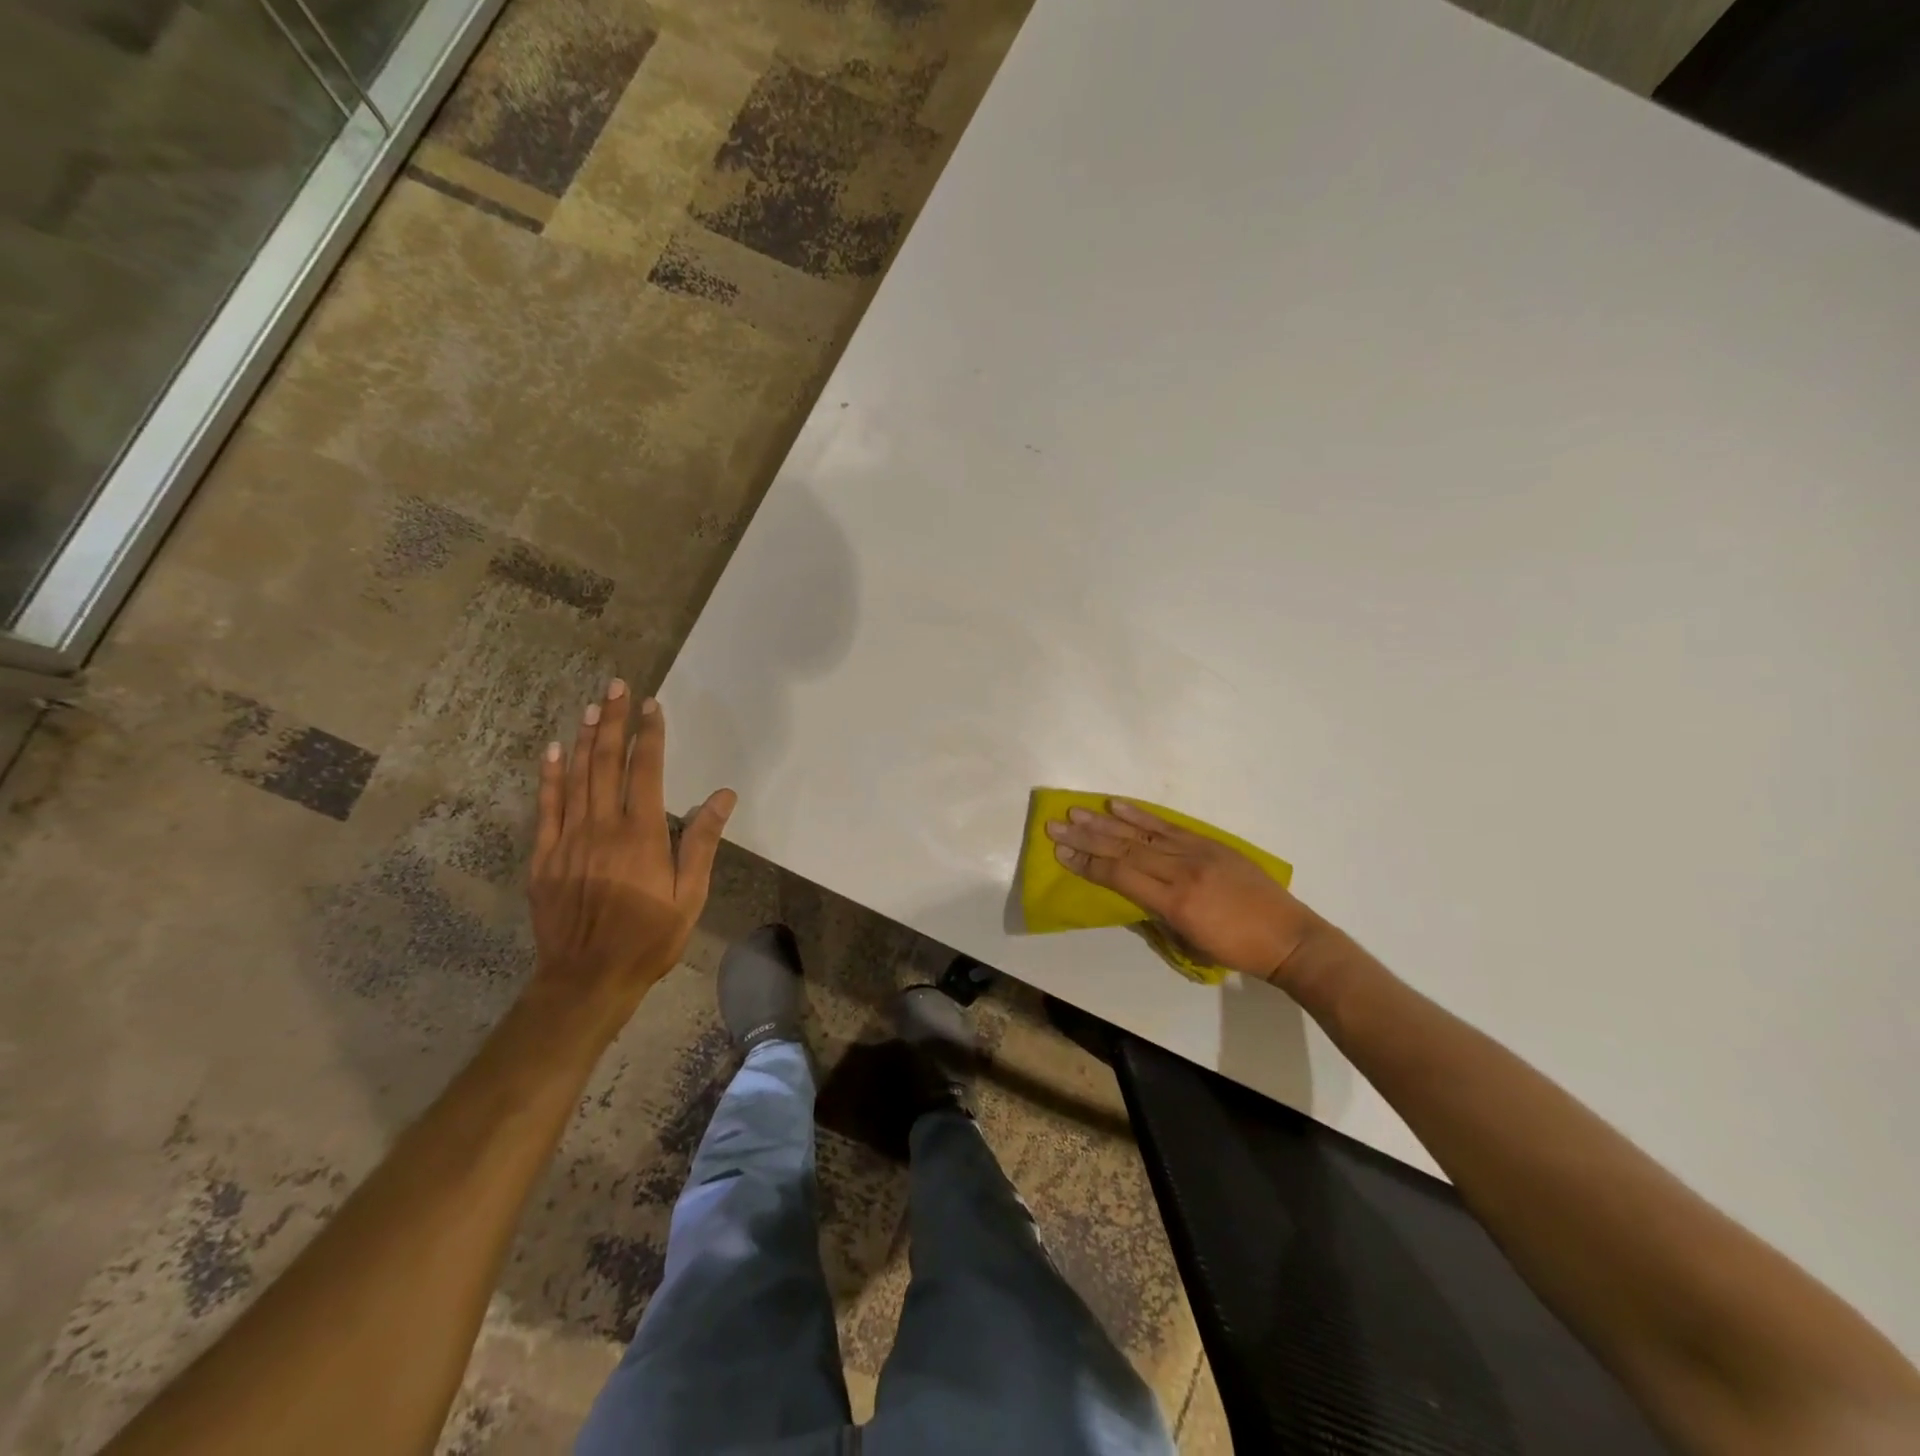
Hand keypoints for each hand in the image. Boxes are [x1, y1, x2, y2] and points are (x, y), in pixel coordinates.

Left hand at [527, 681, 735, 1039]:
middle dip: (613, 722)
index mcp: (642, 834)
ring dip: (585, 739)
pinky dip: (550, 776)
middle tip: (614, 687)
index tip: (651, 705)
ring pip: (576, 777)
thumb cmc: (649, 938)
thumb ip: (701, 841)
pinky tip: (554, 751)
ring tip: (591, 707)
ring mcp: (568, 839)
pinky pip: (546, 807)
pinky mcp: (544, 857)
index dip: (649, 735)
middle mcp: (603, 827)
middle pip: (607, 764)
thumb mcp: (689, 895)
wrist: (587, 978)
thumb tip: (722, 795)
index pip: (645, 771)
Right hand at [1046, 800, 1324, 987]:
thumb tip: (1131, 893)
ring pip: (1142, 834)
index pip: (1121, 875)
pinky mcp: (1210, 843)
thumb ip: (1156, 914)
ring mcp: (1197, 853)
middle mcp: (1181, 871)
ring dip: (1105, 822)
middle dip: (1085, 837)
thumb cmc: (1236, 951)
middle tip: (1055, 825)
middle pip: (1124, 849)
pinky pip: (1169, 827)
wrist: (1289, 937)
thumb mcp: (1189, 943)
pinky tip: (1118, 806)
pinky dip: (1141, 816)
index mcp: (1175, 902)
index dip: (1088, 863)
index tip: (1060, 853)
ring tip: (1077, 811)